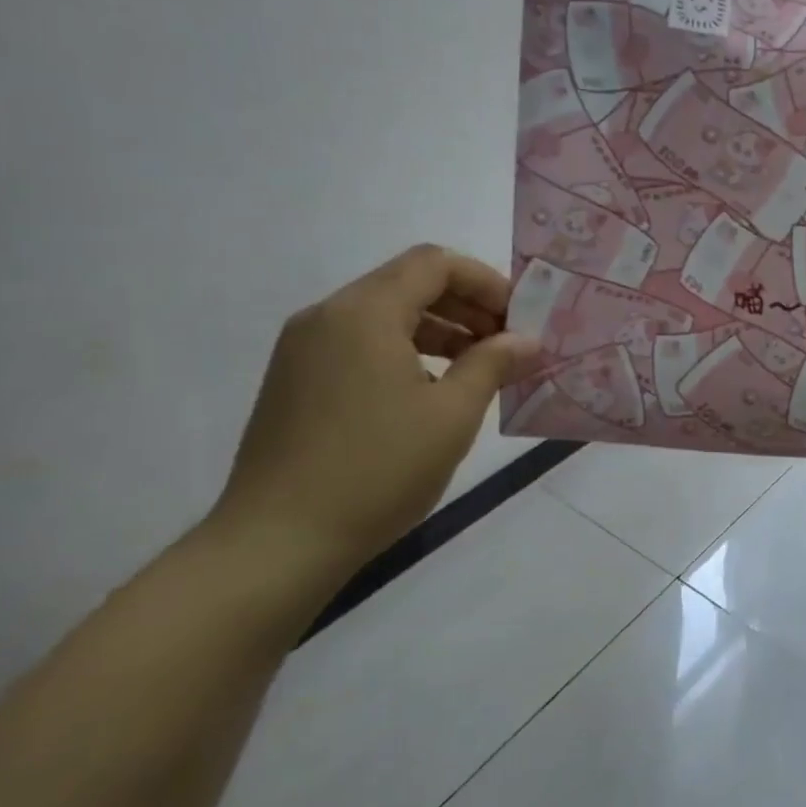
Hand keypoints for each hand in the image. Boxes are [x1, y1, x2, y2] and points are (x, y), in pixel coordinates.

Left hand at [209, 245, 541, 576]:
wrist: (279, 542)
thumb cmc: (378, 468)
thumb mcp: (453, 414)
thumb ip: (493, 364)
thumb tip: (527, 339)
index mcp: (364, 313)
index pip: (434, 264)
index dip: (486, 282)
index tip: (519, 320)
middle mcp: (327, 317)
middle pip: (408, 284)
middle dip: (466, 306)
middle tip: (507, 345)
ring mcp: (304, 350)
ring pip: (384, 315)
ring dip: (439, 330)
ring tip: (478, 370)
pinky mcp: (295, 381)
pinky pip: (360, 344)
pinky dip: (405, 351)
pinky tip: (431, 392)